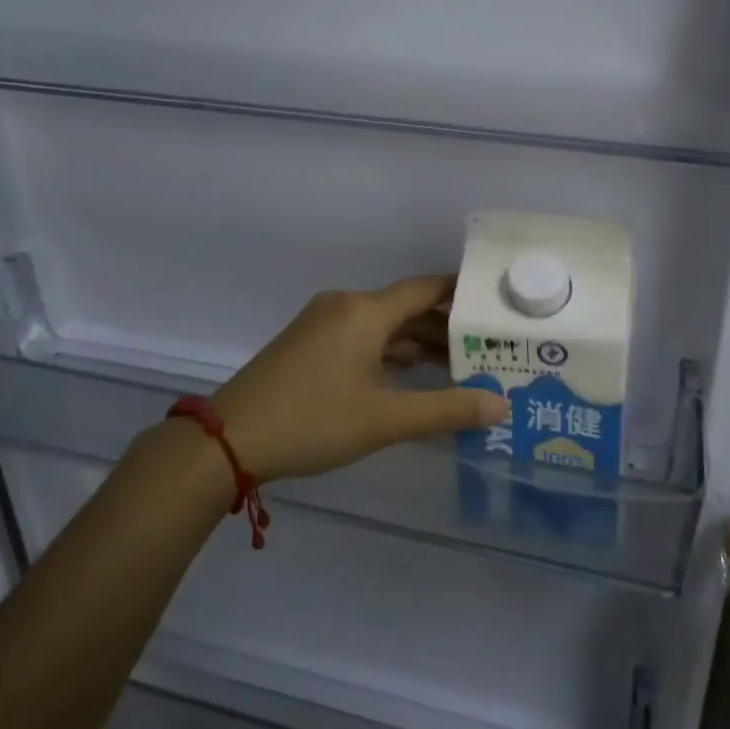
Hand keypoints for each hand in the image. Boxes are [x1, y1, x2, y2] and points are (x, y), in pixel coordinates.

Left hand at [208, 275, 508, 482]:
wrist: (229, 440)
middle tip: (487, 347)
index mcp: (364, 311)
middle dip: (445, 326)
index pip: (426, 289)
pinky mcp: (308, 343)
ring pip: (383, 324)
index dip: (462, 294)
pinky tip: (411, 373)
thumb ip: (446, 410)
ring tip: (458, 364)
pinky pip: (362, 336)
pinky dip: (390, 351)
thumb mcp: (385, 420)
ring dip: (417, 342)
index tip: (496, 305)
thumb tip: (501, 406)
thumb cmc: (312, 421)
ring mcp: (322, 323)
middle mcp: (345, 306)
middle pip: (406, 307)